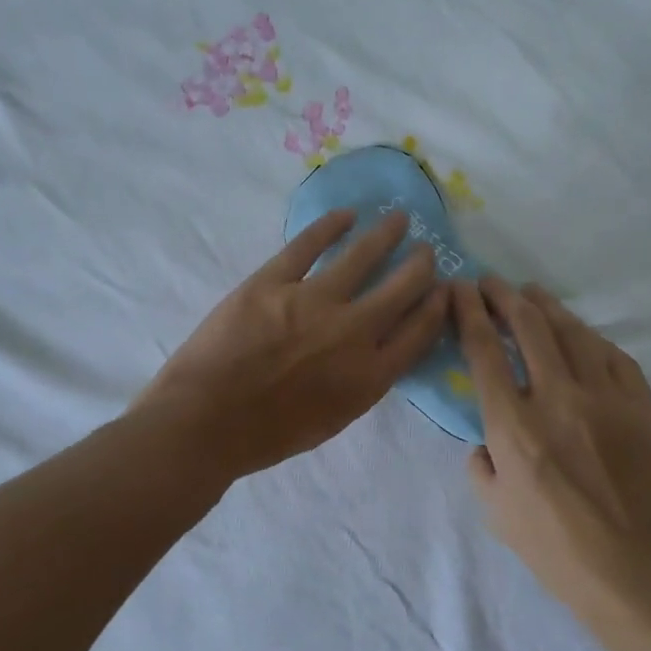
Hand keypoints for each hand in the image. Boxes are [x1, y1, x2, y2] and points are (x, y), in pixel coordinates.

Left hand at [137, 209, 448, 480]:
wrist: (205, 423)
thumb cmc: (265, 436)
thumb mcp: (331, 420)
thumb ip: (360, 383)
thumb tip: (374, 351)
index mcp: (369, 375)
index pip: (419, 332)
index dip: (437, 307)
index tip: (445, 289)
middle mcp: (353, 332)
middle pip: (401, 288)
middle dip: (420, 266)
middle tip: (426, 250)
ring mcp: (313, 301)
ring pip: (361, 257)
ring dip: (385, 235)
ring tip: (399, 219)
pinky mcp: (273, 281)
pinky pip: (307, 245)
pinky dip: (330, 226)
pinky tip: (346, 215)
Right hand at [454, 278, 650, 617]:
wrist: (637, 575)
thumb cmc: (557, 550)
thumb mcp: (496, 513)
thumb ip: (482, 466)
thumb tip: (486, 441)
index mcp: (514, 427)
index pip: (485, 350)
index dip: (469, 311)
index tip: (460, 289)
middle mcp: (557, 399)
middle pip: (528, 326)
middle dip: (504, 296)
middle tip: (491, 282)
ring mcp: (606, 399)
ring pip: (573, 332)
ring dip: (547, 306)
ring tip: (531, 293)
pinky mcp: (642, 407)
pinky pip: (614, 356)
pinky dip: (591, 339)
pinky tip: (581, 335)